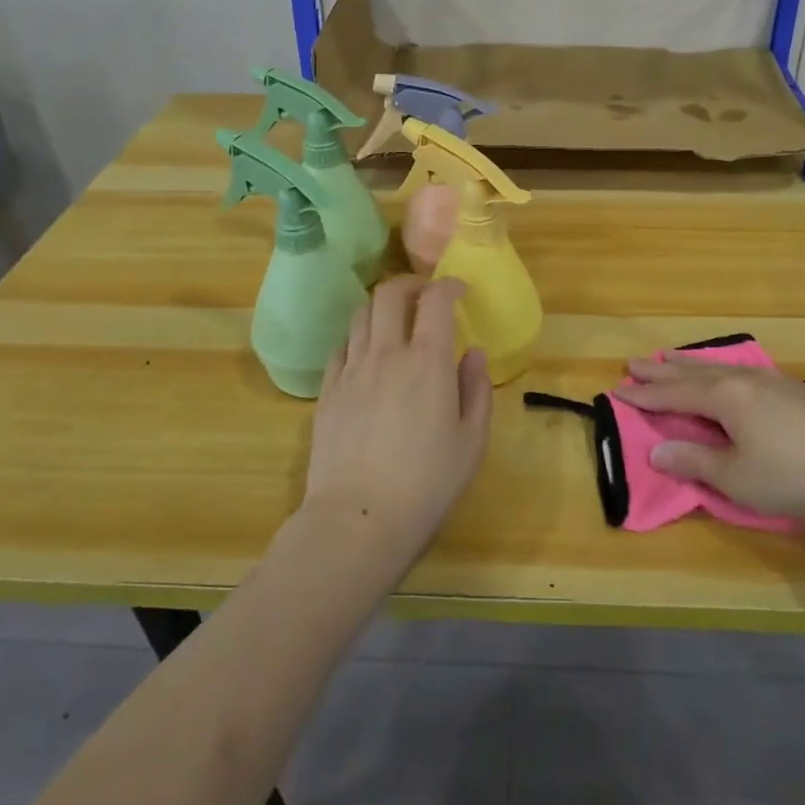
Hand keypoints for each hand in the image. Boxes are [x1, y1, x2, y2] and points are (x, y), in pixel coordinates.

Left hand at [301, 276, 492, 583]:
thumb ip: (477, 390)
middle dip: (410, 284)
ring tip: (395, 324)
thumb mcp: (471, 442)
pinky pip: (341, 346)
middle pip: (389, 293)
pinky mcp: (327, 391)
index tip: (460, 291)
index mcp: (427, 362)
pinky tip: (367, 357)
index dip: (449, 285)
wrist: (358, 520)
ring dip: (382, 308)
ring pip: (360, 314)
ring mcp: (351, 370)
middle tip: (425, 298)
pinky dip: (358, 338)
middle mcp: (386, 354)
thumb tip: (473, 353)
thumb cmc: (426, 485)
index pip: (435, 299)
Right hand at [615, 355, 804, 526]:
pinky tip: (726, 374)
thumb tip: (657, 449)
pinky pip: (740, 372)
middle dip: (661, 371)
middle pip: (692, 373)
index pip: (674, 394)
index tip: (618, 388)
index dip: (645, 394)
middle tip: (633, 362)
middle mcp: (743, 379)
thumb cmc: (796, 476)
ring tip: (669, 358)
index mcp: (725, 397)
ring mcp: (772, 381)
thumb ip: (695, 462)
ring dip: (688, 366)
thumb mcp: (737, 478)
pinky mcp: (794, 391)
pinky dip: (717, 371)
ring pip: (718, 368)